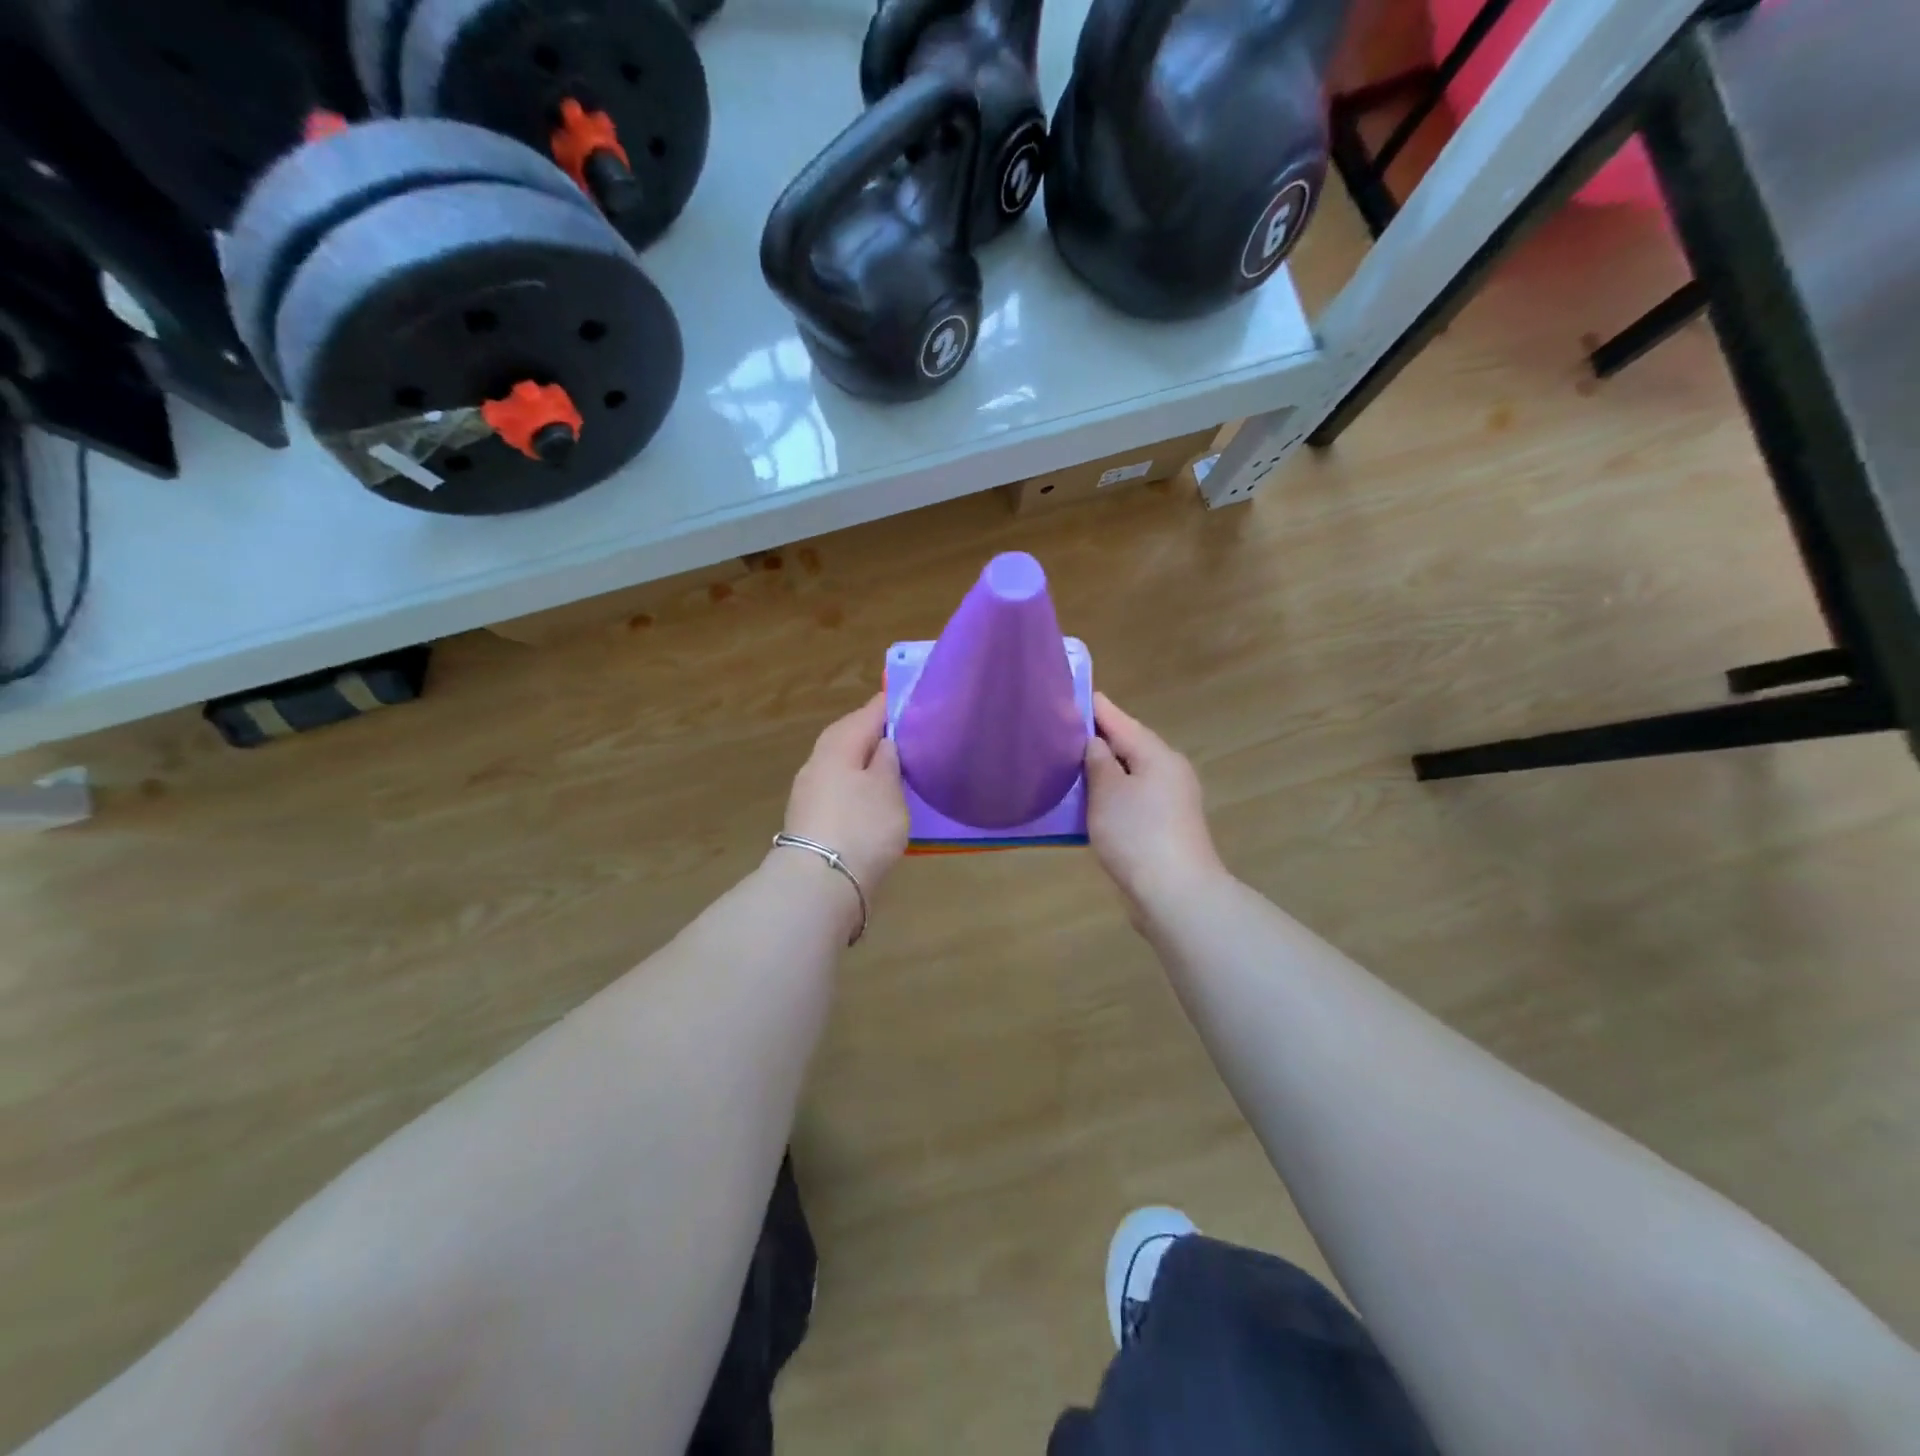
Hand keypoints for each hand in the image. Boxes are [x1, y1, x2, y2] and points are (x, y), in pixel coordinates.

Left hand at [781, 693, 909, 895]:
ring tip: (900, 768)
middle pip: (852, 736)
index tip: (919, 701)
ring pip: (845, 764)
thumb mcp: (887, 788)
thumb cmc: (861, 827)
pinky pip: (842, 789)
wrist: (820, 883)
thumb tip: (884, 742)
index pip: (871, 711)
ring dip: (868, 763)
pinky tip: (877, 799)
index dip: (895, 705)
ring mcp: (811, 791)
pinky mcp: (812, 818)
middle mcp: (819, 760)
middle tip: (913, 736)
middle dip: (880, 734)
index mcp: (838, 743)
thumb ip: (888, 759)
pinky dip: (861, 788)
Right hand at [1084, 693, 1225, 915]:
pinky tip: (1088, 801)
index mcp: (1157, 754)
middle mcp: (1168, 771)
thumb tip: (1095, 742)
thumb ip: (1098, 760)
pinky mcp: (1165, 827)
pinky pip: (1132, 799)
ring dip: (1102, 770)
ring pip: (1130, 774)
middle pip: (1128, 746)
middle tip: (1060, 731)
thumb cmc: (1137, 834)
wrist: (1176, 894)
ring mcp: (1170, 801)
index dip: (1093, 707)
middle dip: (1097, 739)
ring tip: (1067, 764)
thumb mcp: (1108, 792)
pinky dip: (1110, 795)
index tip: (1069, 693)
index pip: (1119, 720)